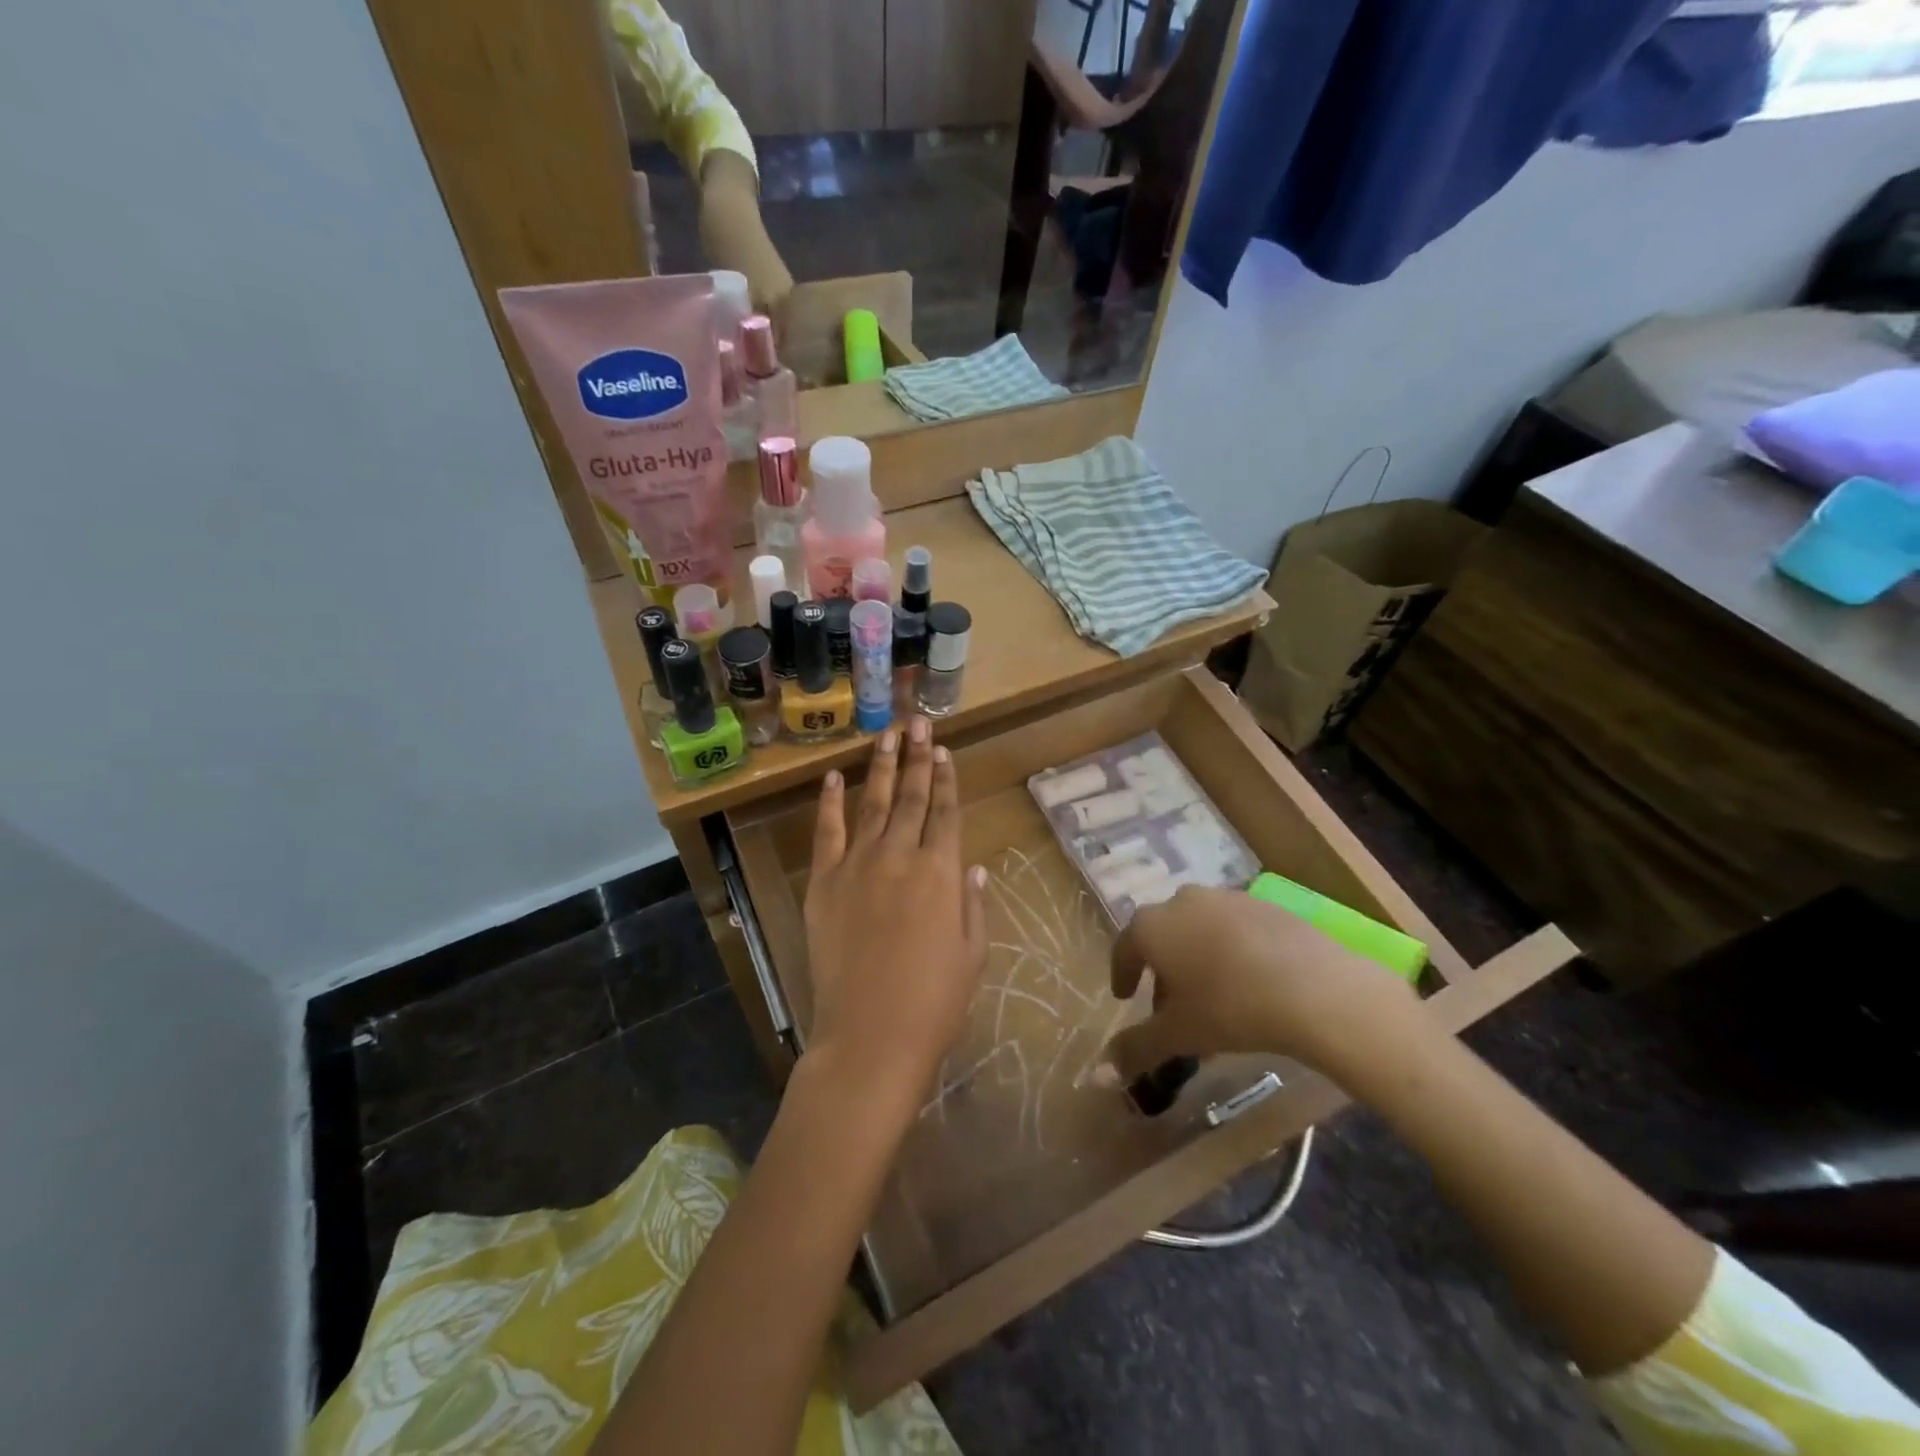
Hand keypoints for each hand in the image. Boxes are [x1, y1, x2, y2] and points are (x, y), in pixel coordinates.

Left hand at [802, 717, 988, 1114]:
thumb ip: (972, 904)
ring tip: (888, 734)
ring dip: (882, 766)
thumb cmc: (934, 1002)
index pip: (946, 812)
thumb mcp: (972, 954)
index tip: (945, 752)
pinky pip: (827, 832)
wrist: (870, 1035)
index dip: (947, 780)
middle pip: (912, 797)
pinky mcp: (823, 882)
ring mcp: (858, 865)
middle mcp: (901, 856)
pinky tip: (834, 777)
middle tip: (920, 724)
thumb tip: (971, 866)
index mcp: (941, 872)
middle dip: (918, 758)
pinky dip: (830, 802)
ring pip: (873, 803)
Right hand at [1098, 886, 1418, 1084]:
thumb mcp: (1178, 1035)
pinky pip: (1232, 928)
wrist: (1314, 988)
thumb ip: (1135, 1049)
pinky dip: (1228, 950)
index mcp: (1152, 926)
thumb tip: (1099, 1073)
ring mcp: (1225, 898)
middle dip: (1161, 970)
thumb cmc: (1229, 1008)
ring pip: (1197, 929)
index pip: (1124, 947)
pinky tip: (1247, 981)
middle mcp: (1182, 901)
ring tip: (1210, 996)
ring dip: (1194, 958)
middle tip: (1169, 1007)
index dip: (1122, 974)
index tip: (1125, 997)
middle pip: (1161, 935)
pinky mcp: (1263, 904)